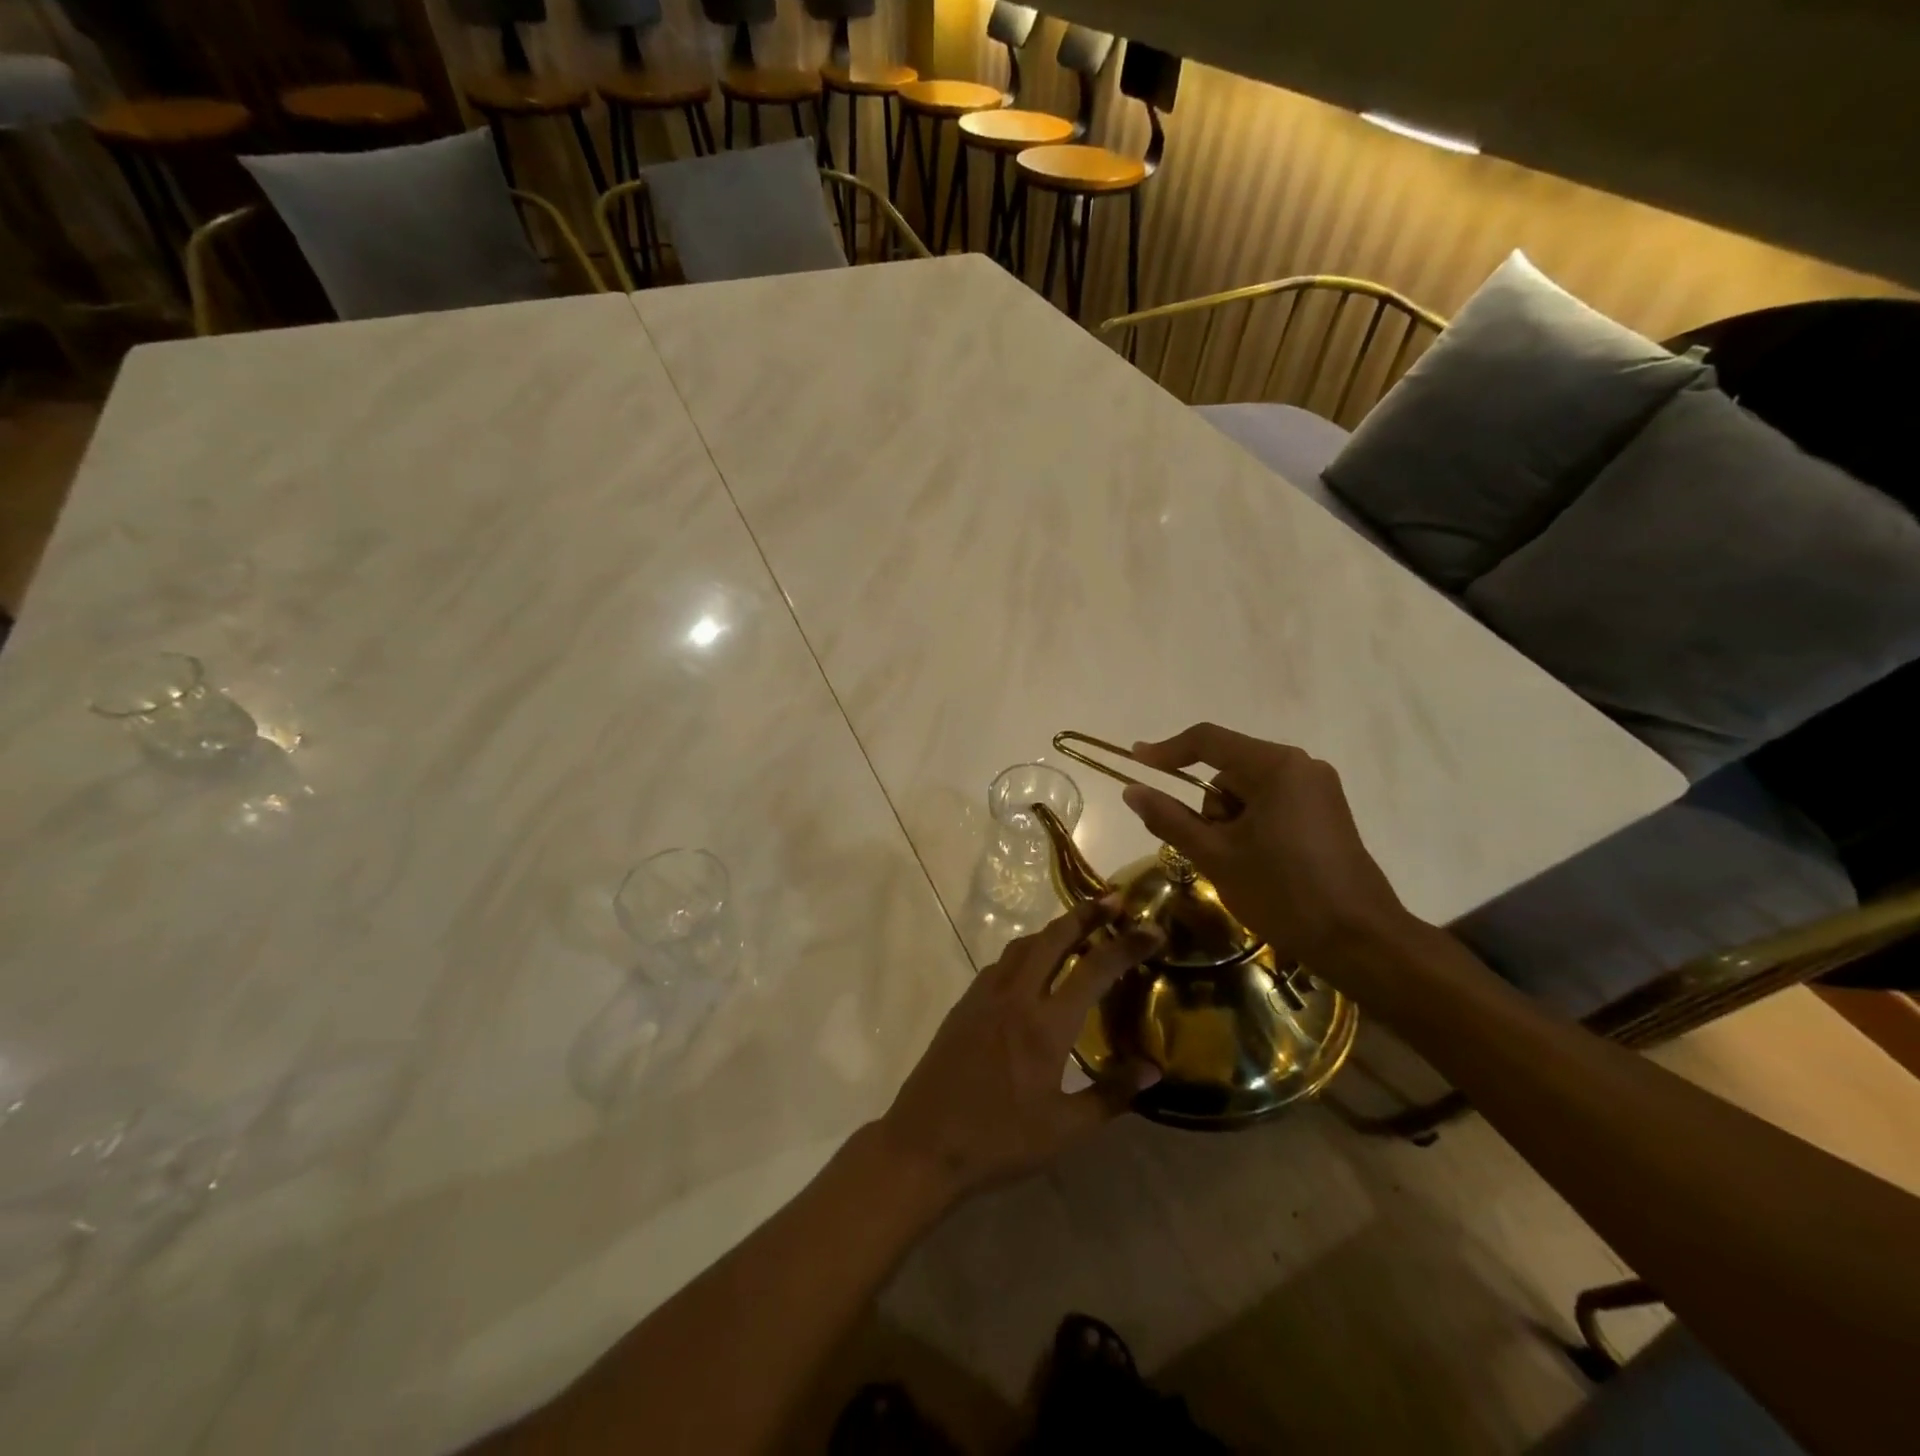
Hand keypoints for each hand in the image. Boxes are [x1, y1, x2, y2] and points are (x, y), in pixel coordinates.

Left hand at [876, 899, 1162, 1202]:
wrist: (924, 1144)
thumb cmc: (999, 1140)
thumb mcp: (1064, 1129)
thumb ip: (1111, 1094)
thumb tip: (1152, 1067)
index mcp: (1046, 1025)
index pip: (1095, 968)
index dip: (1127, 945)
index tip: (1152, 929)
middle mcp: (1016, 996)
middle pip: (1054, 938)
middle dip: (1086, 914)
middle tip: (1113, 900)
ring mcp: (985, 996)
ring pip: (1023, 945)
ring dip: (1053, 930)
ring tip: (1078, 929)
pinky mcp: (965, 1004)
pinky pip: (1001, 963)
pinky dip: (1026, 952)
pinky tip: (1033, 968)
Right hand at [1121, 723, 1409, 967]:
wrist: (1360, 941)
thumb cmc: (1283, 893)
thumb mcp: (1215, 856)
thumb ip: (1169, 818)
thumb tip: (1131, 790)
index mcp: (1275, 767)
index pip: (1207, 741)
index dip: (1166, 751)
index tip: (1135, 762)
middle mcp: (1301, 766)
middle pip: (1228, 768)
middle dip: (1209, 806)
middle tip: (1209, 850)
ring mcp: (1318, 789)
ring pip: (1248, 790)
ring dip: (1230, 820)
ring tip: (1238, 865)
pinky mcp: (1326, 812)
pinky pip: (1272, 803)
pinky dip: (1252, 825)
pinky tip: (1258, 863)